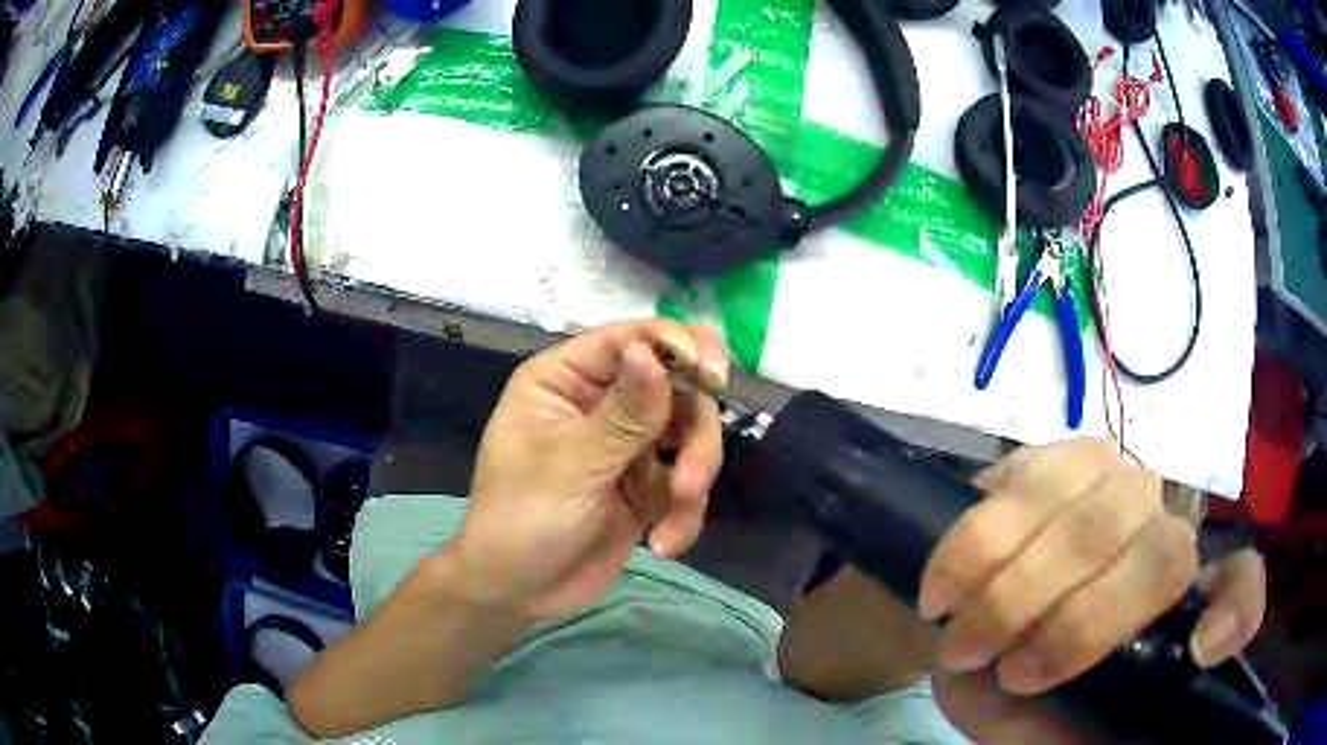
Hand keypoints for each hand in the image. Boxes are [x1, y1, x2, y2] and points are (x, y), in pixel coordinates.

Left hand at [452, 321, 728, 622]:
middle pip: (676, 389)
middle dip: (692, 438)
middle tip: (688, 481)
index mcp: (567, 380)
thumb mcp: (572, 464)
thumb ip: (624, 412)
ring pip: (691, 437)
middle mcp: (602, 403)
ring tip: (668, 529)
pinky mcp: (647, 486)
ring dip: (691, 482)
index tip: (713, 374)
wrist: (519, 593)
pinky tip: (663, 545)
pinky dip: (684, 515)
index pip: (630, 340)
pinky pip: (687, 483)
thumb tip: (651, 350)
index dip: (678, 345)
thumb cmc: (524, 518)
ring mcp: (628, 445)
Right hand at [922, 440, 1266, 741]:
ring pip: (1096, 514)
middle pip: (1160, 550)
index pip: (1238, 587)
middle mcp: (1163, 533)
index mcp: (1176, 608)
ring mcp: (1114, 484)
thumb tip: (1183, 671)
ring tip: (961, 637)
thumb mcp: (1076, 728)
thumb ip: (1123, 719)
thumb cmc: (1027, 701)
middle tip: (1002, 670)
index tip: (1195, 654)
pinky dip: (979, 542)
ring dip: (1016, 586)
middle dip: (1077, 622)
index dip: (1235, 609)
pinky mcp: (1052, 460)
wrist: (966, 646)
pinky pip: (1028, 478)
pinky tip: (944, 586)